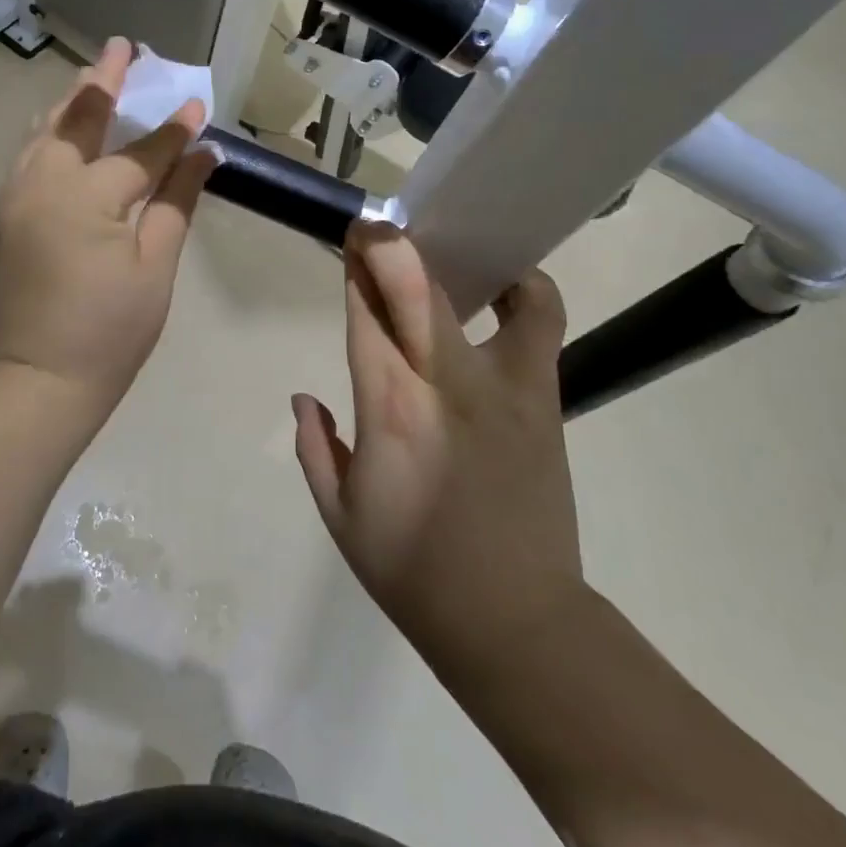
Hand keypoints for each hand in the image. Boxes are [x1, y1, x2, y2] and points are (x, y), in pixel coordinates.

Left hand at [0, 37, 214, 421]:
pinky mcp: (4, 212)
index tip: (197, 103)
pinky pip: (28, 154)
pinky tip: (64, 126)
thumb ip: (177, 201)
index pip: (141, 151)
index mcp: (87, 196)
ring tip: (93, 76)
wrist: (40, 378)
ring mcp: (16, 194)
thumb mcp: (156, 266)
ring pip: (45, 130)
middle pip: (78, 117)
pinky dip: (50, 131)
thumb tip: (203, 154)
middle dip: (105, 80)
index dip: (173, 129)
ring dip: (72, 100)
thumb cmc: (111, 329)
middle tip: (123, 47)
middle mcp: (44, 181)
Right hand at [293, 224, 582, 662]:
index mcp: (387, 409)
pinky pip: (540, 323)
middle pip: (411, 288)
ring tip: (434, 249)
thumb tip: (304, 397)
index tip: (349, 241)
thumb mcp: (341, 517)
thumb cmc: (413, 571)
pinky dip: (525, 291)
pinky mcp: (540, 397)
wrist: (514, 621)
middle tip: (372, 224)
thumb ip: (314, 448)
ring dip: (444, 261)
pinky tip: (503, 283)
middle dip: (386, 246)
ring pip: (468, 296)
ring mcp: (500, 386)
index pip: (364, 316)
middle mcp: (441, 382)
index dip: (355, 272)